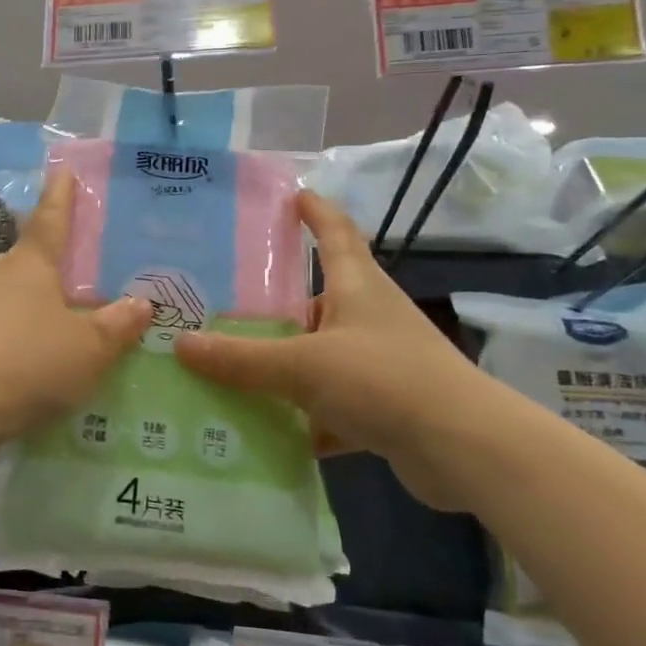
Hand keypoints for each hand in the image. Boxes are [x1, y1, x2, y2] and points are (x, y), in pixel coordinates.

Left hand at [0, 170, 149, 476]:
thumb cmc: (27, 360)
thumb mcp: (88, 347)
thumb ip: (117, 325)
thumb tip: (142, 303)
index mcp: (31, 264)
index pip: (50, 218)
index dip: (60, 194)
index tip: (63, 169)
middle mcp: (1, 278)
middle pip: (28, 255)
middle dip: (50, 253)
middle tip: (79, 257)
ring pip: (14, 292)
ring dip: (37, 296)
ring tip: (67, 309)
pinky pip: (5, 326)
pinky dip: (25, 330)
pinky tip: (42, 351)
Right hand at [173, 190, 490, 509]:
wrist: (465, 450)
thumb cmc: (384, 380)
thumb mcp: (303, 365)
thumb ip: (242, 358)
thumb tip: (180, 344)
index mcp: (357, 287)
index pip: (335, 232)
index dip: (314, 211)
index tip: (290, 195)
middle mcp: (368, 317)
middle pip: (315, 299)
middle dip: (274, 304)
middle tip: (220, 304)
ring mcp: (378, 363)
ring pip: (318, 355)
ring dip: (283, 364)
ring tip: (229, 368)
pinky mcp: (383, 406)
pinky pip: (329, 404)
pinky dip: (301, 416)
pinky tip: (264, 430)